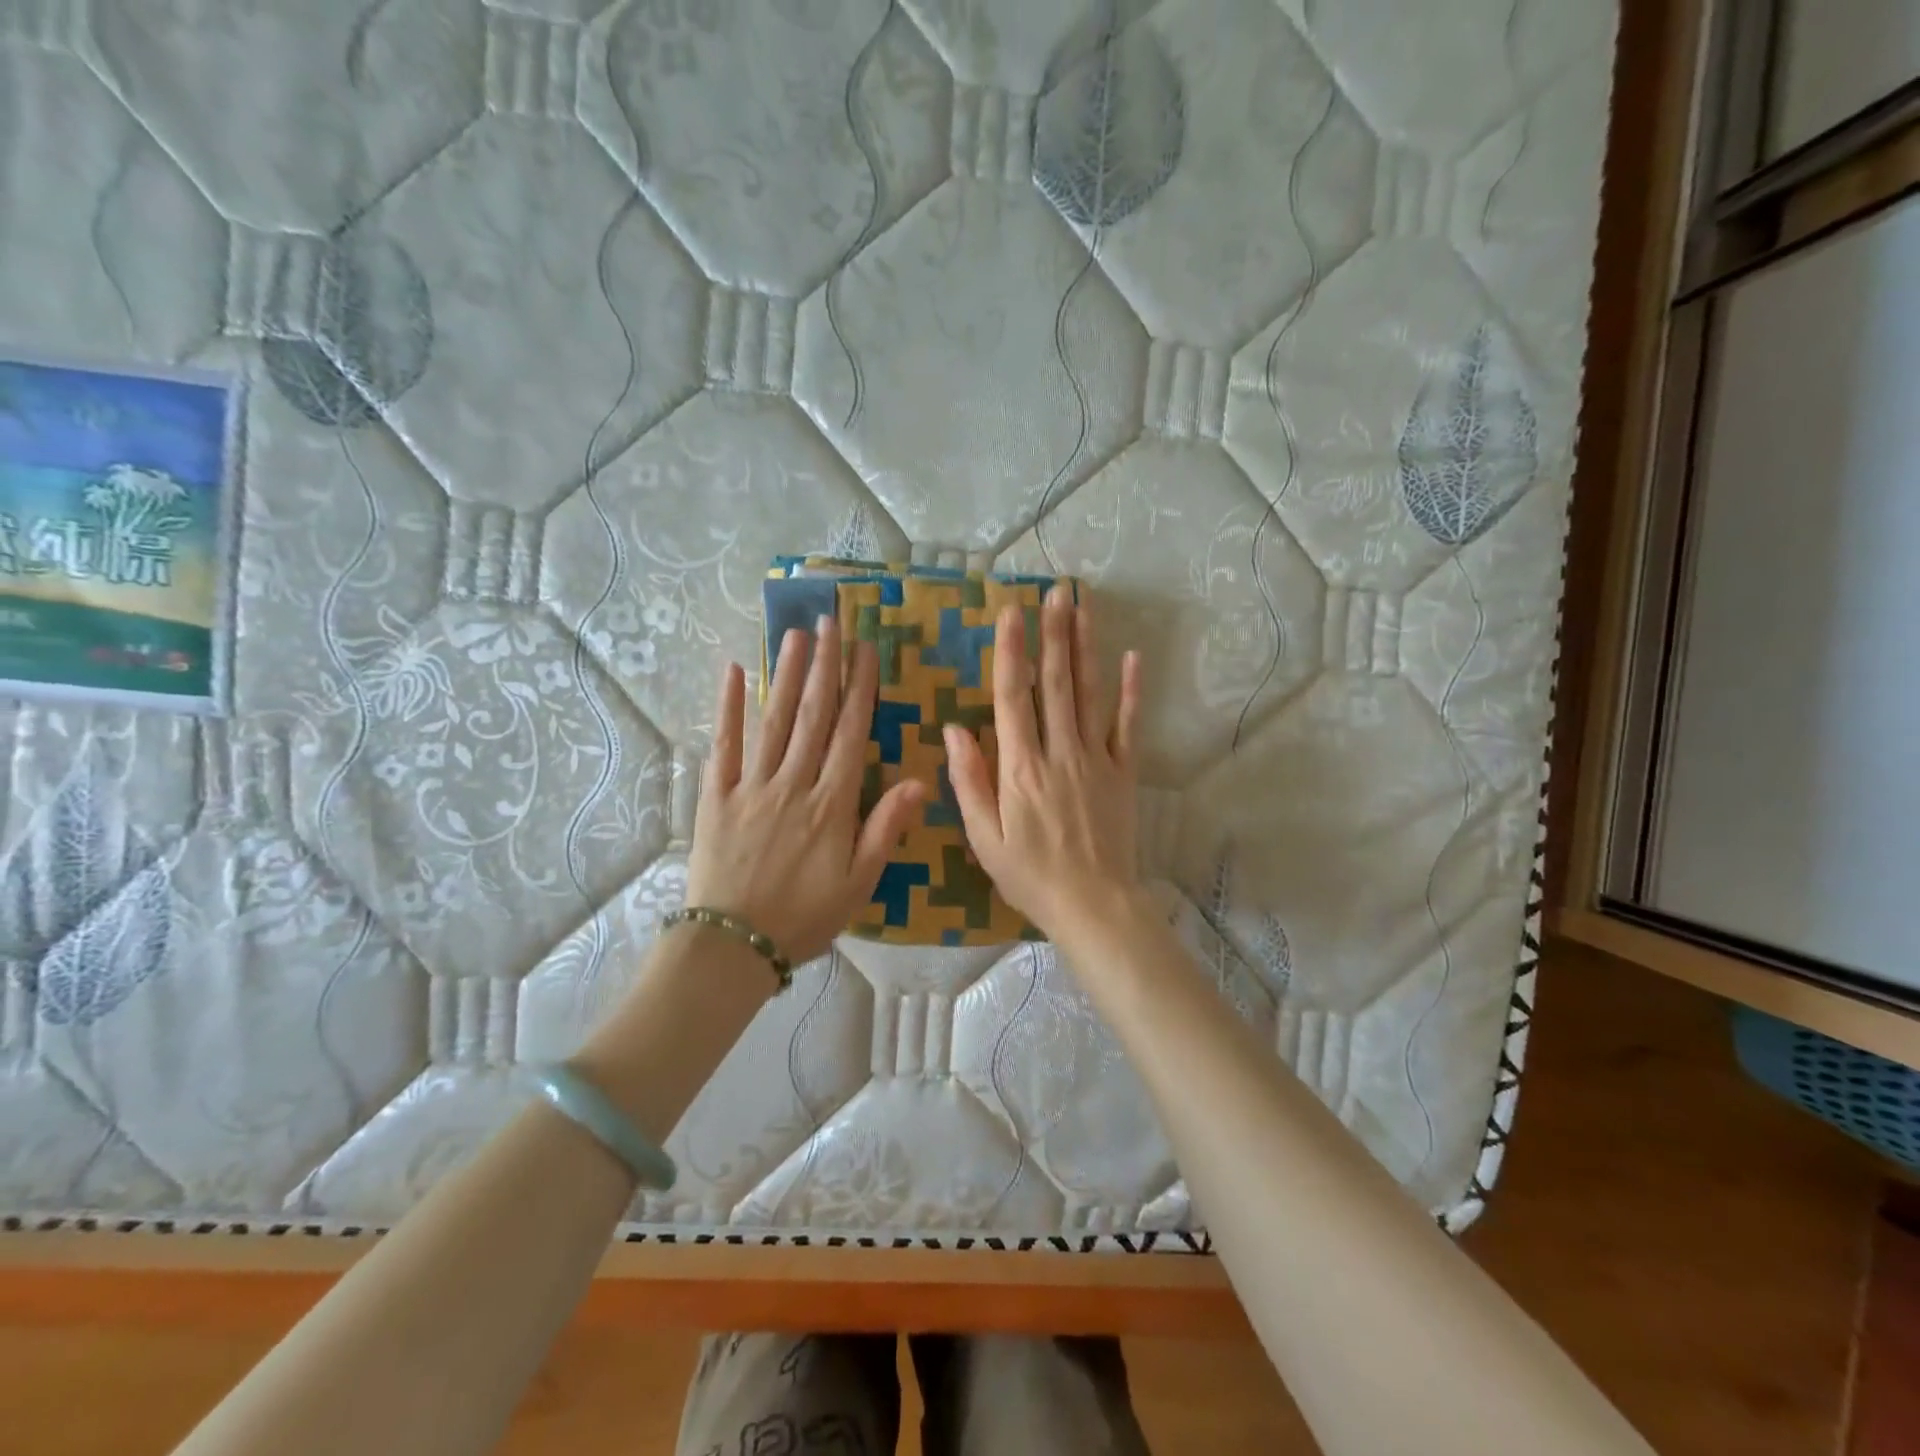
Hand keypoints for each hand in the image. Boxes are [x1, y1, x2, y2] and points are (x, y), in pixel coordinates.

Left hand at [685, 617, 923, 965]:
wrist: (733, 945)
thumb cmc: (804, 916)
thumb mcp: (859, 883)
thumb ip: (886, 829)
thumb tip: (920, 781)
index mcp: (831, 803)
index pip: (850, 733)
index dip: (859, 689)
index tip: (865, 650)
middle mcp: (793, 783)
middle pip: (813, 715)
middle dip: (824, 666)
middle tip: (830, 621)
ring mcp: (752, 785)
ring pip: (774, 720)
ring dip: (787, 674)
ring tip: (796, 633)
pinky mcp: (717, 795)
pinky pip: (724, 744)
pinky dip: (729, 708)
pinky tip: (736, 673)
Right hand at [944, 586, 1143, 940]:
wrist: (1093, 905)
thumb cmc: (1029, 875)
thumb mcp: (983, 837)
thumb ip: (967, 780)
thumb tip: (953, 728)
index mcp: (1020, 768)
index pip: (1012, 698)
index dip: (1011, 653)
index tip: (1010, 613)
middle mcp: (1059, 753)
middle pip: (1055, 684)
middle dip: (1054, 634)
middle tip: (1056, 591)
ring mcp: (1096, 759)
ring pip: (1089, 694)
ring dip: (1086, 647)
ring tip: (1084, 606)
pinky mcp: (1124, 772)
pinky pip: (1127, 725)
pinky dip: (1131, 690)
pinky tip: (1132, 656)